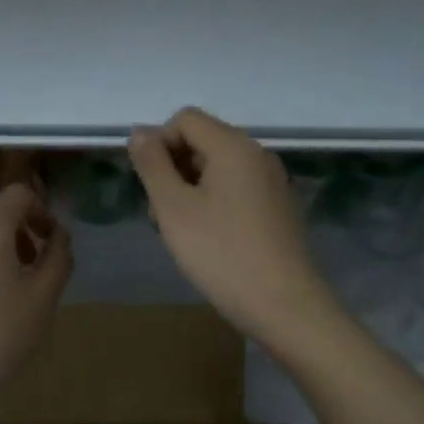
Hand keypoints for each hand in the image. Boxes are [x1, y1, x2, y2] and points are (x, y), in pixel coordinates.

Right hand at [129, 108, 337, 353]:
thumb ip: (152, 165)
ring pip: (217, 168)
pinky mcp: (278, 207)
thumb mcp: (174, 209)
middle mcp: (258, 154)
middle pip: (202, 141)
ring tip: (181, 232)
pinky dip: (214, 203)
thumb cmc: (221, 254)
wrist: (283, 304)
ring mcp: (272, 181)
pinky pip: (236, 189)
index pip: (185, 119)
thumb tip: (140, 131)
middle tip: (162, 215)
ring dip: (190, 189)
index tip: (151, 186)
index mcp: (234, 146)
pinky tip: (208, 240)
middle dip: (173, 169)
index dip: (159, 144)